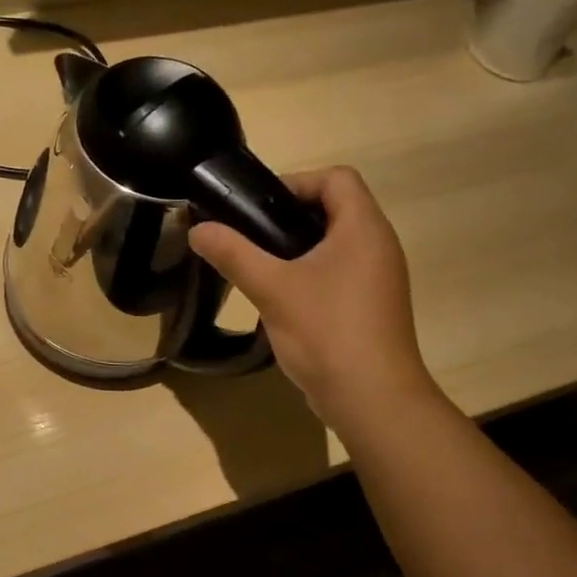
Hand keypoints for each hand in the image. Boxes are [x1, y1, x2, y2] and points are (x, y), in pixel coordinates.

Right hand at [190, 167, 438, 434]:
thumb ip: (234, 254)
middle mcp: (378, 246)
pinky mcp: (371, 307)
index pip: (337, 178)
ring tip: (260, 268)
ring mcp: (378, 279)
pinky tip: (281, 300)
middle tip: (250, 237)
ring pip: (336, 245)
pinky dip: (311, 275)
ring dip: (298, 249)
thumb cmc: (326, 331)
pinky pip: (340, 274)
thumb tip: (198, 229)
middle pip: (336, 209)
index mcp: (363, 229)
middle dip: (290, 217)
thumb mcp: (272, 288)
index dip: (296, 182)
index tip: (257, 208)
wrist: (372, 398)